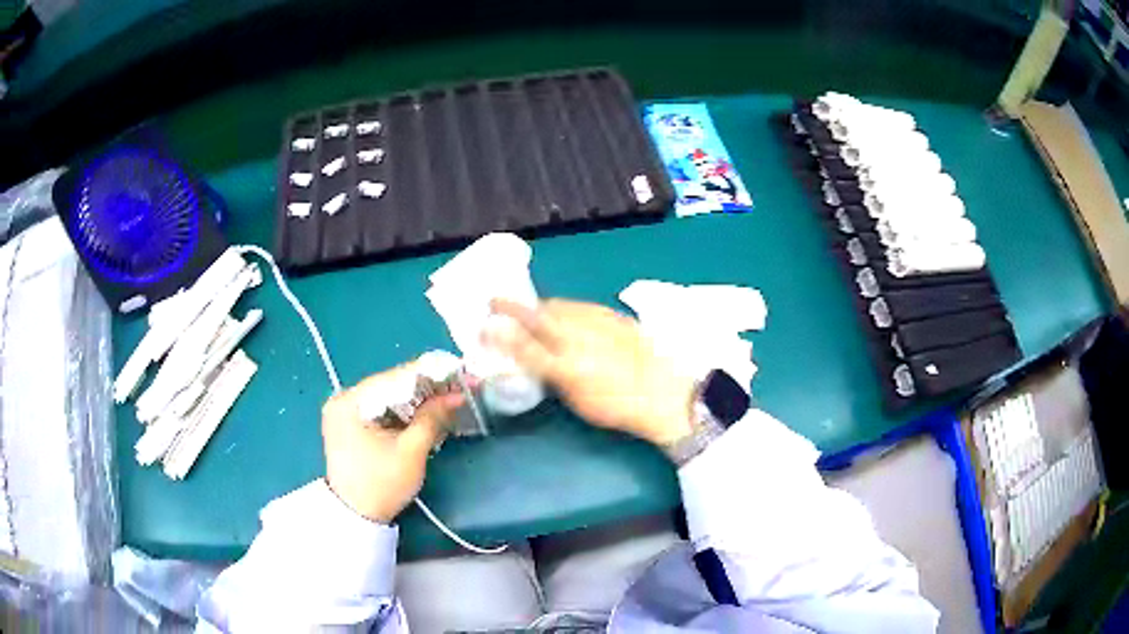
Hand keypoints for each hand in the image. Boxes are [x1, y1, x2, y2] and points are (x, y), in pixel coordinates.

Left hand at [322, 362, 463, 523]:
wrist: (355, 518)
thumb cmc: (381, 485)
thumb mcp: (411, 451)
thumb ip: (432, 417)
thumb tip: (456, 394)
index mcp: (351, 401)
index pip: (396, 377)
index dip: (431, 373)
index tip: (460, 369)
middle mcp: (344, 399)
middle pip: (392, 385)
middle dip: (427, 388)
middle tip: (460, 385)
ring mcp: (346, 412)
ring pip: (389, 397)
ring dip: (419, 400)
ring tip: (450, 398)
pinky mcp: (352, 425)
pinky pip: (383, 410)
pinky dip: (405, 412)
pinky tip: (428, 413)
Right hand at [485, 299, 695, 446]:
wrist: (666, 393)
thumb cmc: (619, 406)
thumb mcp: (578, 400)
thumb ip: (551, 377)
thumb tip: (532, 361)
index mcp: (565, 366)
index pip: (521, 344)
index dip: (497, 333)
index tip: (482, 326)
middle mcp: (577, 338)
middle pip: (536, 315)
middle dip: (511, 307)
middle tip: (494, 302)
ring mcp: (597, 322)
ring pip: (557, 306)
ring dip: (537, 306)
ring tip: (527, 308)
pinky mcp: (613, 316)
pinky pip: (579, 306)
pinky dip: (563, 308)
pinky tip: (563, 312)